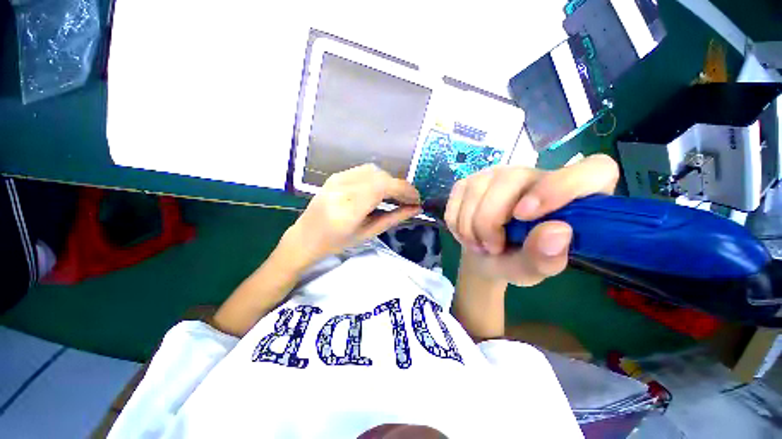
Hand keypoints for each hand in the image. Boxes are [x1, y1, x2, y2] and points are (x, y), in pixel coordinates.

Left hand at [284, 164, 421, 265]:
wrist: (305, 237)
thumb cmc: (337, 243)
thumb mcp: (368, 234)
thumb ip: (393, 218)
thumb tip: (416, 209)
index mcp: (349, 208)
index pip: (383, 187)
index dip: (404, 190)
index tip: (416, 199)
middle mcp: (342, 188)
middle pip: (380, 176)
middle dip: (399, 186)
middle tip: (409, 200)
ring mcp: (337, 178)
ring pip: (373, 170)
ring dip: (389, 181)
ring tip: (396, 195)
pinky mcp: (336, 175)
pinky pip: (363, 171)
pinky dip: (378, 178)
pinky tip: (381, 190)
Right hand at [445, 154, 618, 286]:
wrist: (484, 253)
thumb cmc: (516, 261)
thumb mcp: (532, 270)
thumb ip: (546, 257)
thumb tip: (557, 232)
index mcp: (570, 195)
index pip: (593, 170)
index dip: (561, 187)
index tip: (525, 216)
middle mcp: (533, 174)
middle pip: (509, 181)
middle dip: (489, 222)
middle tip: (491, 247)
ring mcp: (497, 174)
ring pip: (476, 189)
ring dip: (470, 226)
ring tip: (479, 244)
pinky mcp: (470, 180)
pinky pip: (457, 197)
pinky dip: (456, 222)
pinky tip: (466, 232)